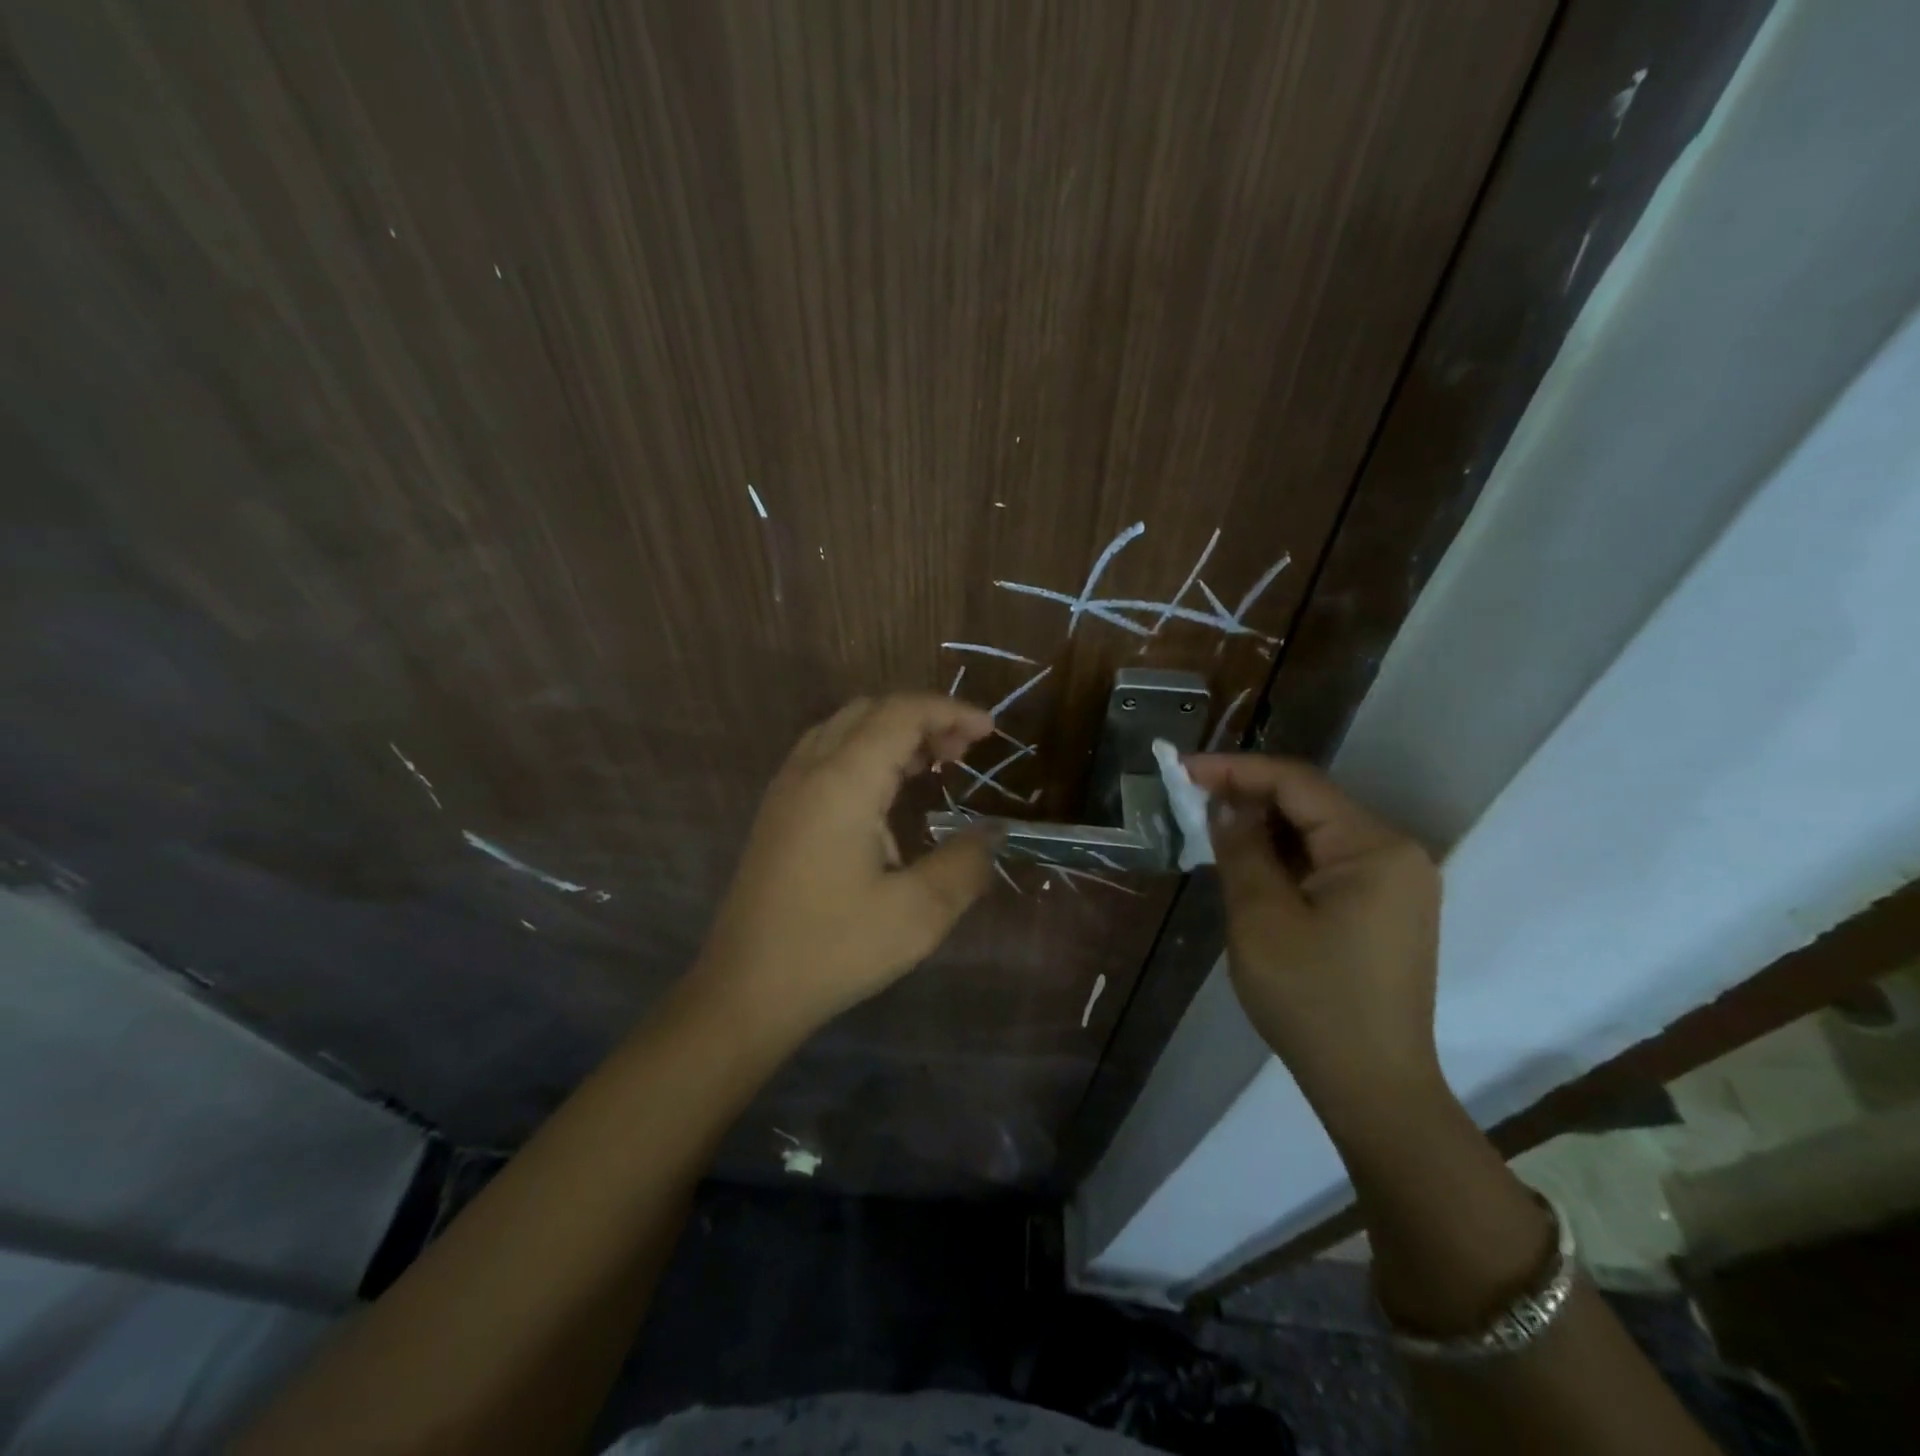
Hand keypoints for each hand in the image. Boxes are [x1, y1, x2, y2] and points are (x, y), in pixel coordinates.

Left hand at [692, 693, 999, 1039]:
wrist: (744, 990)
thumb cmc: (833, 949)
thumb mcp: (917, 914)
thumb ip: (965, 864)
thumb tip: (994, 833)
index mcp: (842, 782)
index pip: (901, 713)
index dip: (950, 711)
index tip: (990, 732)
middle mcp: (809, 769)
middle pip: (871, 711)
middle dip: (924, 717)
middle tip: (965, 750)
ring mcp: (786, 788)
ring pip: (845, 728)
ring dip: (893, 733)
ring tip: (936, 763)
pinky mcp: (778, 811)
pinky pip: (827, 754)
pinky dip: (867, 752)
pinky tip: (889, 792)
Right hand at [1182, 753, 1443, 1120]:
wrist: (1372, 1087)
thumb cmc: (1311, 999)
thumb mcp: (1260, 917)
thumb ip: (1240, 848)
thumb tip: (1225, 805)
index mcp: (1374, 848)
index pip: (1297, 784)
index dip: (1236, 770)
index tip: (1182, 770)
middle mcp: (1397, 853)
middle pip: (1312, 804)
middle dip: (1248, 797)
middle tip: (1189, 800)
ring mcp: (1397, 883)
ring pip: (1318, 833)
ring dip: (1265, 828)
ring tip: (1210, 830)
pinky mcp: (1388, 909)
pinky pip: (1330, 863)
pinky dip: (1286, 858)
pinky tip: (1250, 866)